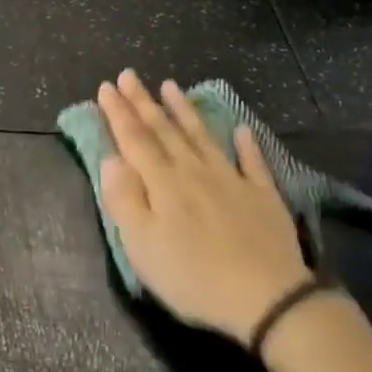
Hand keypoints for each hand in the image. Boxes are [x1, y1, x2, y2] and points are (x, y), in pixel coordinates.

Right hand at [97, 70, 313, 344]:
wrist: (265, 296)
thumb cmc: (192, 276)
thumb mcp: (142, 246)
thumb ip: (124, 199)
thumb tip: (111, 159)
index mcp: (163, 183)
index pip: (134, 139)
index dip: (119, 113)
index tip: (106, 86)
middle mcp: (195, 171)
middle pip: (165, 130)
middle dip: (143, 102)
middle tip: (129, 75)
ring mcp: (232, 180)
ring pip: (203, 136)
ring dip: (184, 111)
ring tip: (171, 86)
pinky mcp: (262, 195)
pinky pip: (252, 162)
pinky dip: (246, 144)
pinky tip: (241, 129)